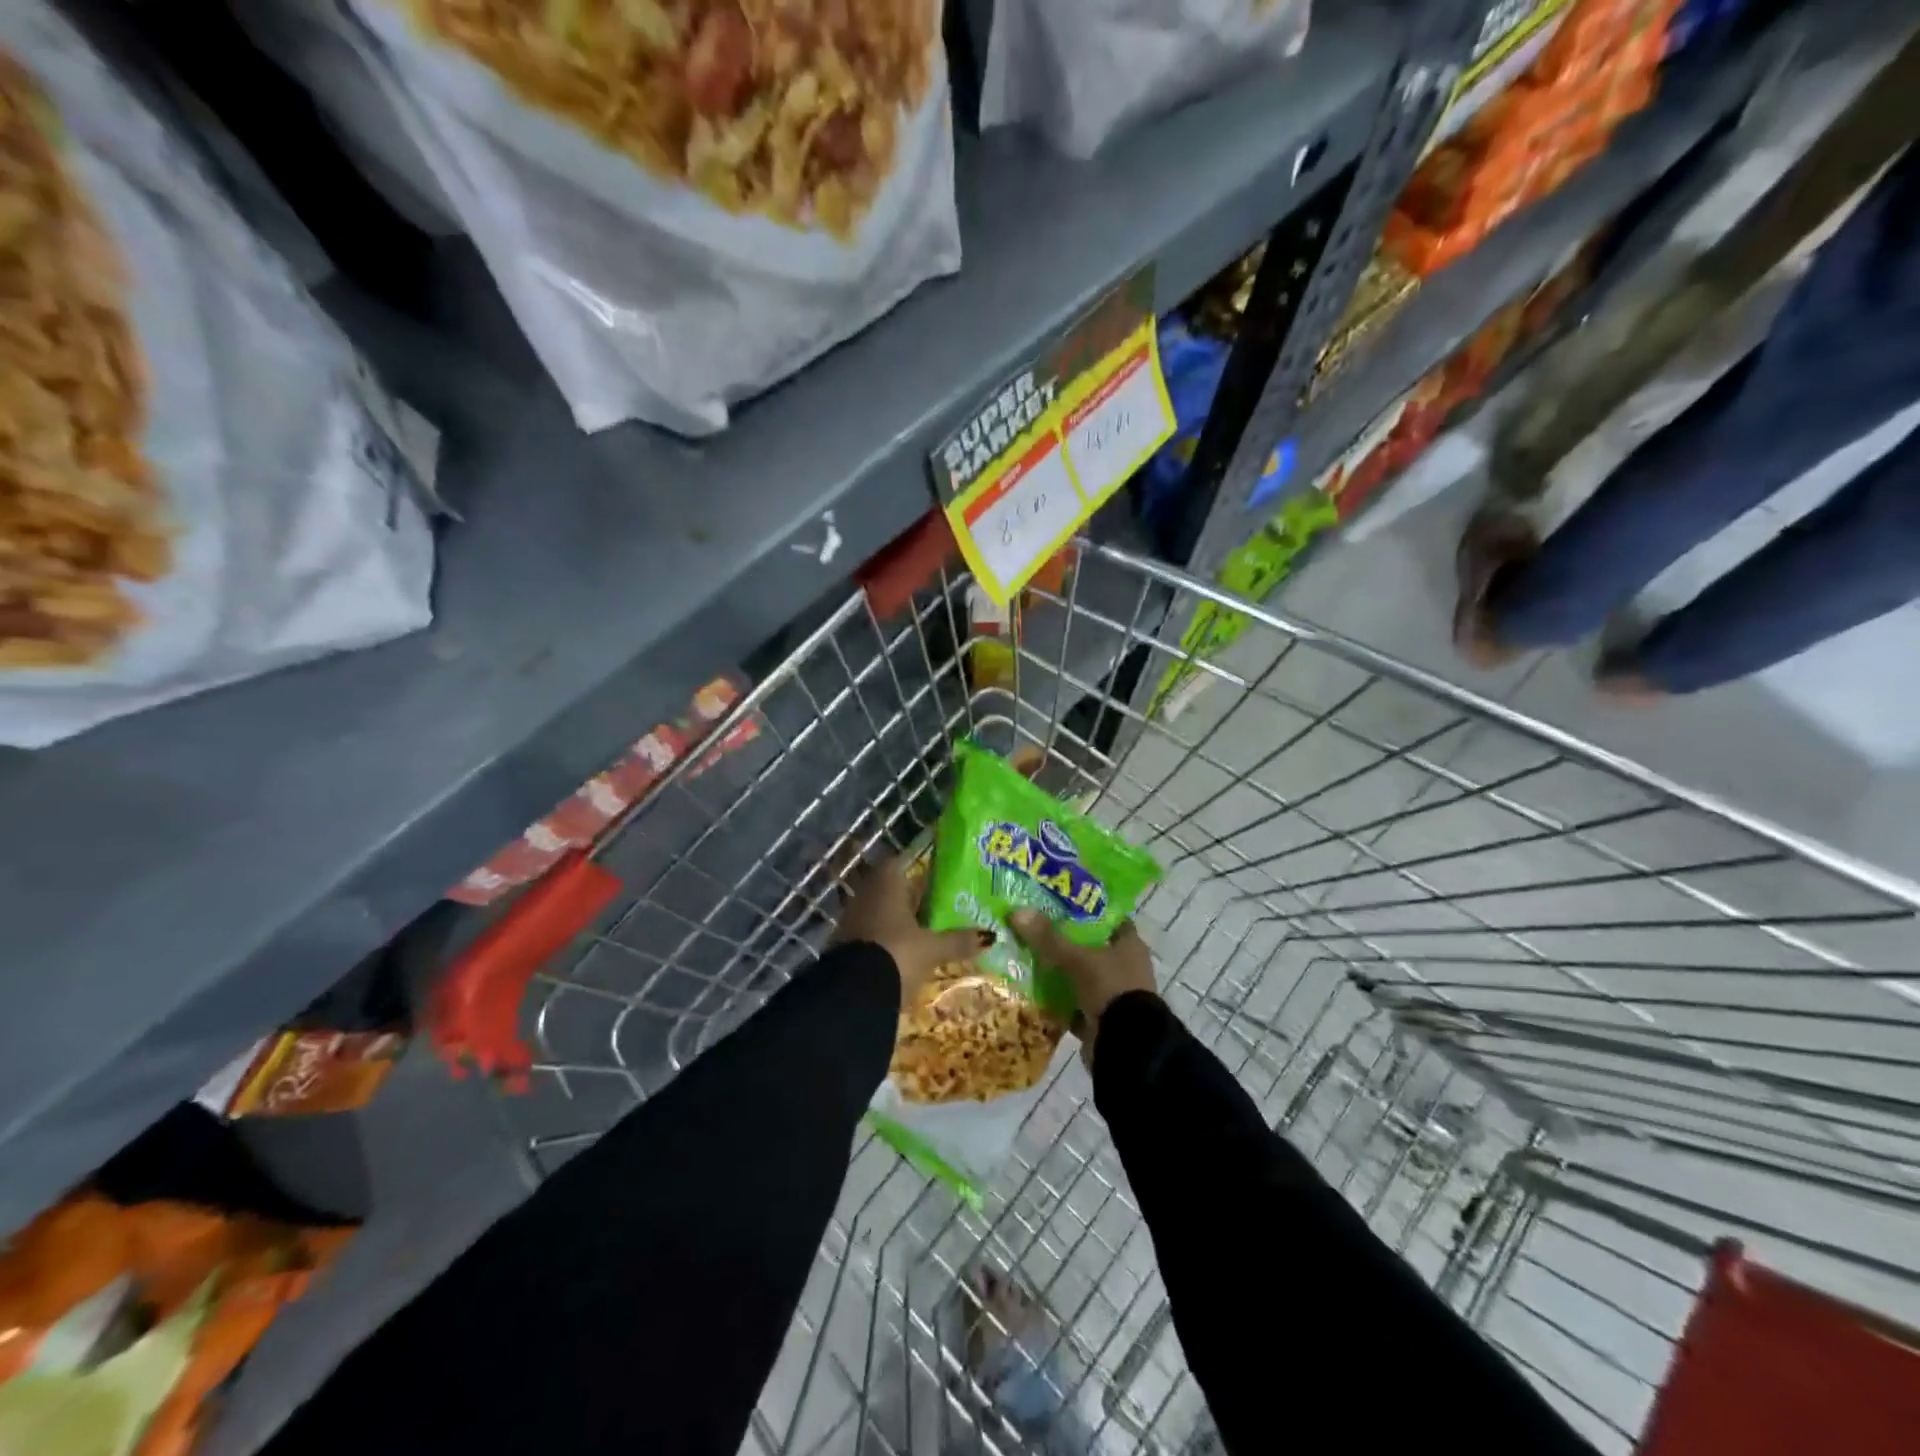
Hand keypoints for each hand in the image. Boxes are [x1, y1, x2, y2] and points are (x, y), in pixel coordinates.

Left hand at [833, 856, 992, 1003]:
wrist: (853, 994)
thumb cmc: (897, 954)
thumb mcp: (933, 949)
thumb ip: (959, 940)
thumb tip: (991, 935)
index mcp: (886, 883)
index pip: (900, 863)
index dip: (917, 870)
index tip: (937, 880)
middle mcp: (865, 893)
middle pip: (891, 889)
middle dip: (912, 899)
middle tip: (939, 907)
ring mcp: (852, 919)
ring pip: (880, 912)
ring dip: (899, 921)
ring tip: (926, 932)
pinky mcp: (844, 945)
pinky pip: (871, 933)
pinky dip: (886, 939)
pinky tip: (904, 952)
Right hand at [1007, 912, 1155, 1060]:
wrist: (1126, 1047)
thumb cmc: (1110, 989)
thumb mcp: (1077, 959)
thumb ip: (1049, 938)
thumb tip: (1017, 911)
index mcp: (1129, 945)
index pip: (1106, 918)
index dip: (1084, 910)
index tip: (1055, 903)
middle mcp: (1124, 966)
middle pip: (1089, 946)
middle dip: (1063, 941)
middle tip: (1031, 929)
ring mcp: (1113, 994)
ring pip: (1080, 975)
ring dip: (1058, 972)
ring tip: (1024, 958)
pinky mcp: (1101, 1018)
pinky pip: (1074, 1003)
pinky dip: (1058, 1000)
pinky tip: (1032, 993)